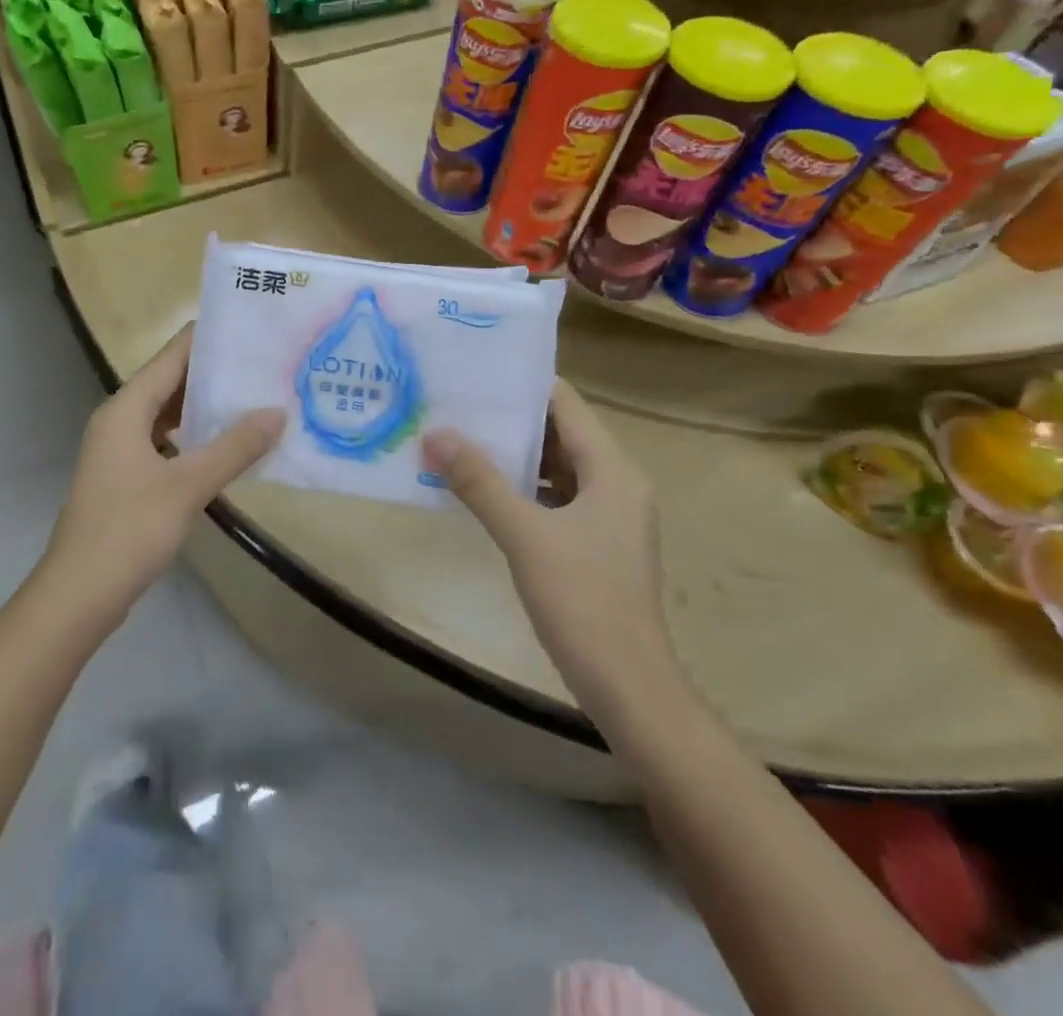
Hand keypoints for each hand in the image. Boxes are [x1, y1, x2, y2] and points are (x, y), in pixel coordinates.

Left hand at [45, 324, 282, 619]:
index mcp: (126, 409)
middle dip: (214, 373)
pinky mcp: (126, 477)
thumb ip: (235, 447)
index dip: (209, 339)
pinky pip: (165, 442)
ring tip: (254, 398)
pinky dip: (195, 438)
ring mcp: (120, 451)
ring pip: (168, 414)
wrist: (78, 595)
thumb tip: (277, 412)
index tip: (250, 327)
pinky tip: (228, 446)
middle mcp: (119, 420)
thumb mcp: (188, 486)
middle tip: (265, 364)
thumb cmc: (129, 531)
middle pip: (171, 382)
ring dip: (206, 408)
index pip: (172, 356)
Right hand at [422, 381, 662, 659]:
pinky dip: (525, 490)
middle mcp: (618, 484)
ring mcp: (610, 517)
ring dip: (515, 457)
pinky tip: (485, 493)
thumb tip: (434, 434)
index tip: (475, 374)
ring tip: (461, 441)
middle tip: (457, 406)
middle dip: (511, 421)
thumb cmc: (582, 601)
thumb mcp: (524, 535)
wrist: (628, 687)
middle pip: (562, 433)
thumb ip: (479, 482)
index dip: (522, 385)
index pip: (566, 404)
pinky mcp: (598, 545)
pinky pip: (558, 499)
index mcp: (613, 470)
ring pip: (559, 468)